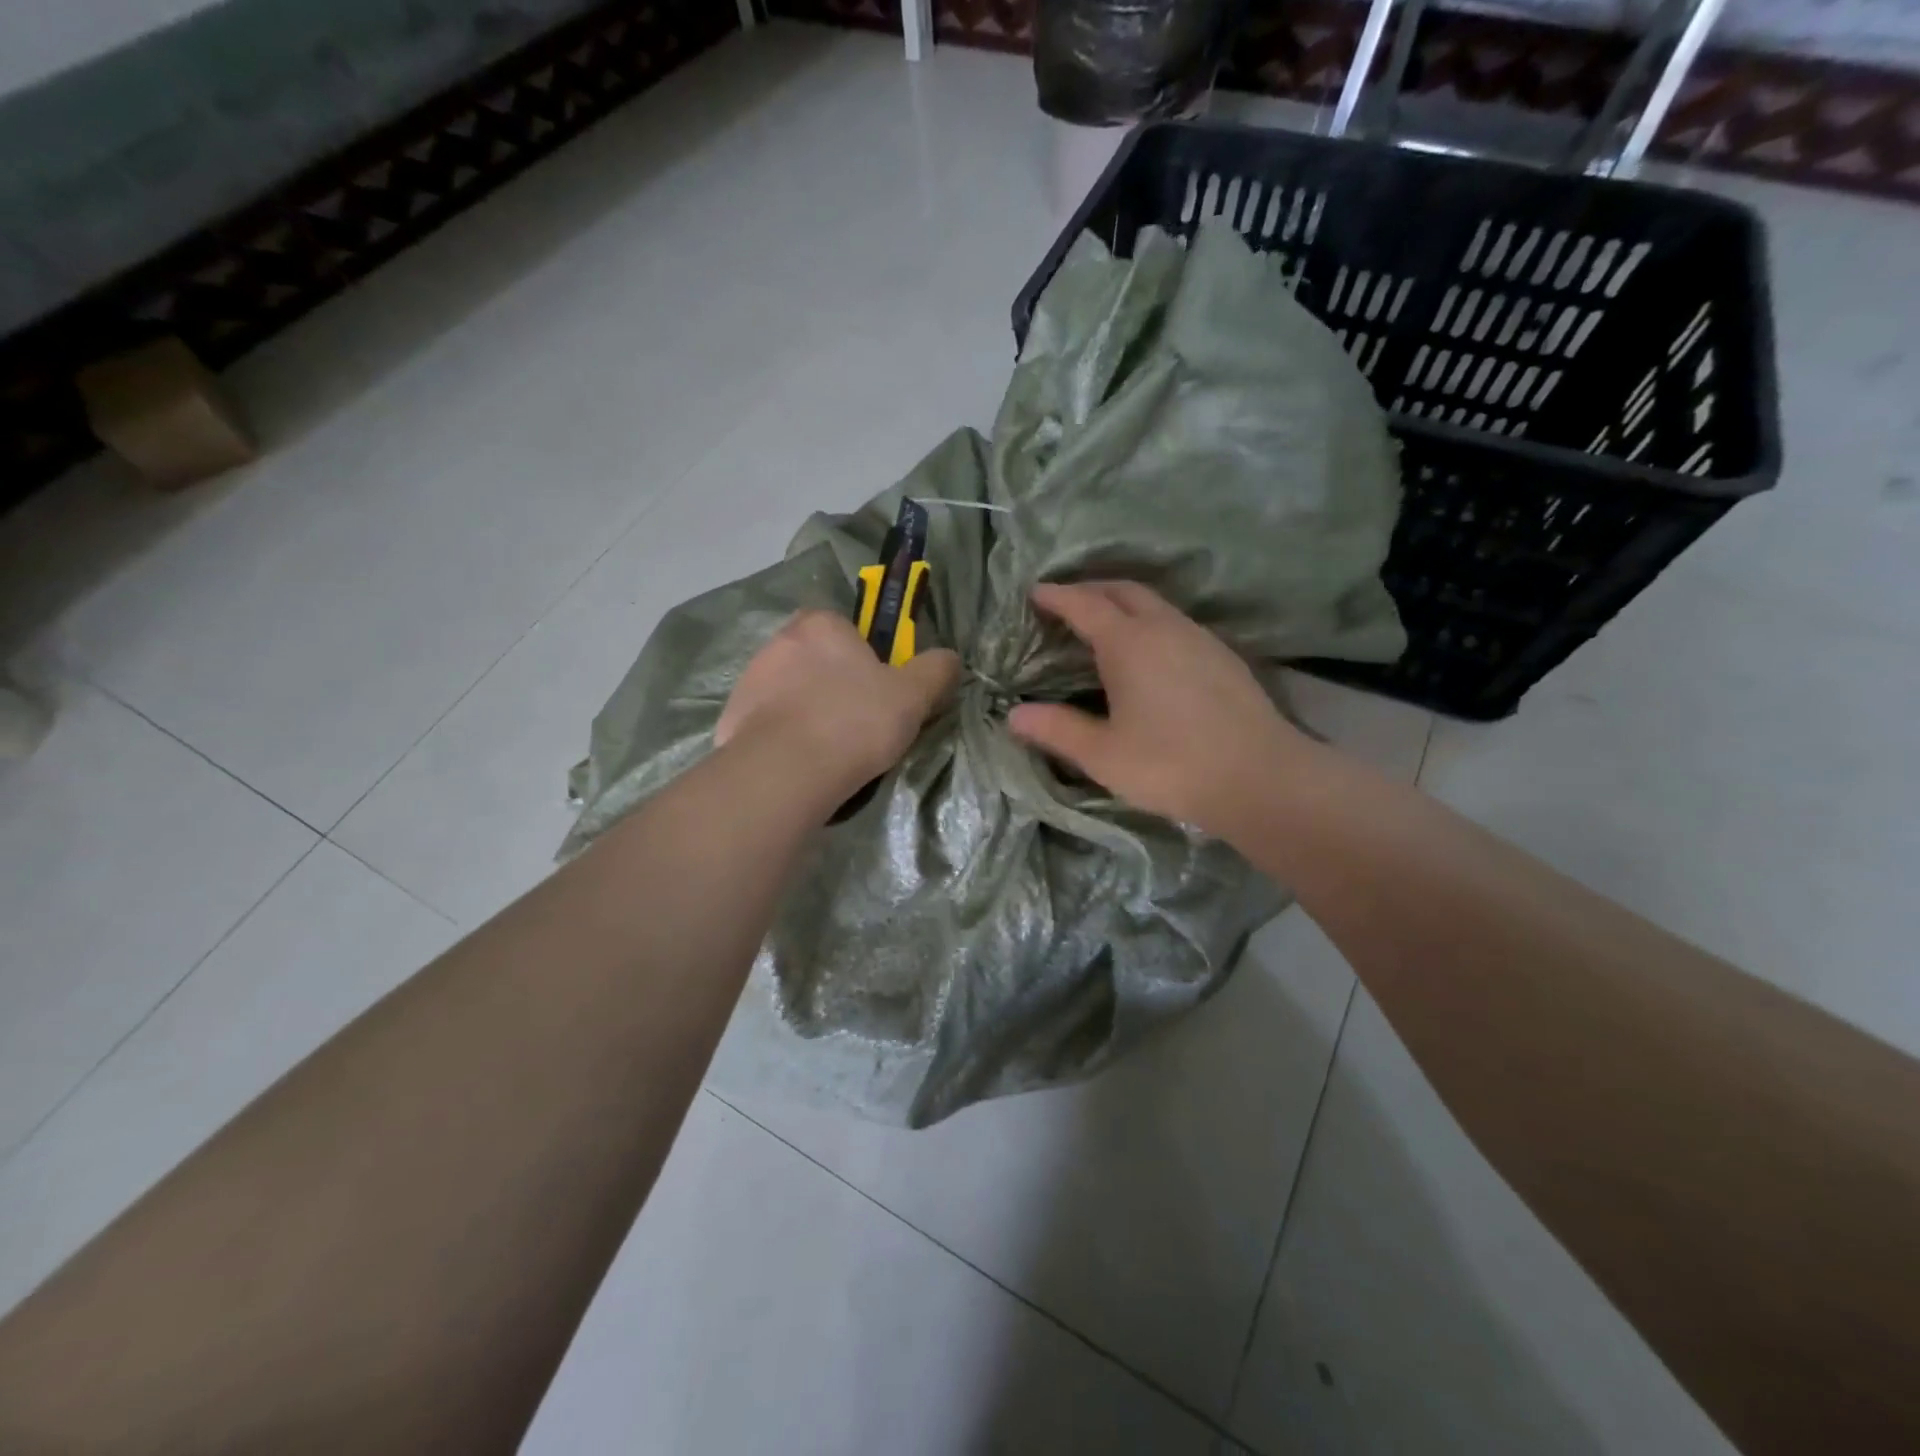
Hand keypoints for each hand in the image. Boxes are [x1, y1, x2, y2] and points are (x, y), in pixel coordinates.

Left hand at [716, 610, 960, 799]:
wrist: (786, 771)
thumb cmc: (854, 721)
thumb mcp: (913, 695)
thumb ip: (937, 670)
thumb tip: (949, 659)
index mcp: (821, 624)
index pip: (847, 629)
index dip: (866, 659)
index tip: (879, 692)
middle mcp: (779, 641)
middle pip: (817, 659)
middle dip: (835, 685)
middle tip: (859, 723)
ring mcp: (750, 680)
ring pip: (791, 691)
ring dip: (808, 711)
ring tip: (830, 751)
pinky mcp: (732, 718)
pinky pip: (768, 723)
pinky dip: (784, 737)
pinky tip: (802, 764)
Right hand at [1008, 582, 1310, 838]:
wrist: (1259, 777)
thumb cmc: (1170, 764)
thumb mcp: (1103, 754)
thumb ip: (1057, 730)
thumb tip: (1014, 715)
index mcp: (1129, 643)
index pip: (1084, 605)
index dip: (1057, 596)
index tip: (1035, 592)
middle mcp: (1164, 628)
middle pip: (1124, 591)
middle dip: (1092, 589)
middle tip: (1067, 602)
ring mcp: (1199, 639)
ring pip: (1155, 605)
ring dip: (1124, 603)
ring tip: (1104, 623)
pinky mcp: (1223, 657)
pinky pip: (1176, 623)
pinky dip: (1150, 622)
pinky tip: (1150, 652)